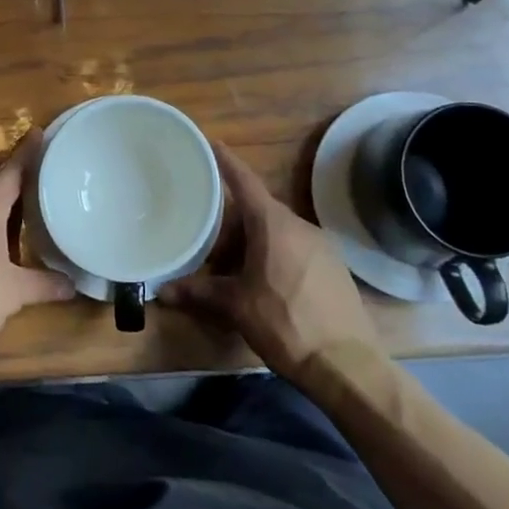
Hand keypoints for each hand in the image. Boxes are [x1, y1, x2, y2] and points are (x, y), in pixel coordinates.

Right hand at [159, 141, 378, 379]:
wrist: (346, 365)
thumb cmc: (285, 323)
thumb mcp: (236, 307)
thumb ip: (199, 293)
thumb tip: (162, 291)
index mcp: (273, 224)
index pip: (245, 182)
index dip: (226, 162)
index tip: (212, 143)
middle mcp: (300, 225)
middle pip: (259, 211)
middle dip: (233, 224)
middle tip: (208, 243)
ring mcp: (322, 246)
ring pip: (278, 232)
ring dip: (254, 243)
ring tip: (233, 270)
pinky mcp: (335, 268)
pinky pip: (296, 249)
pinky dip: (275, 255)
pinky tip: (265, 284)